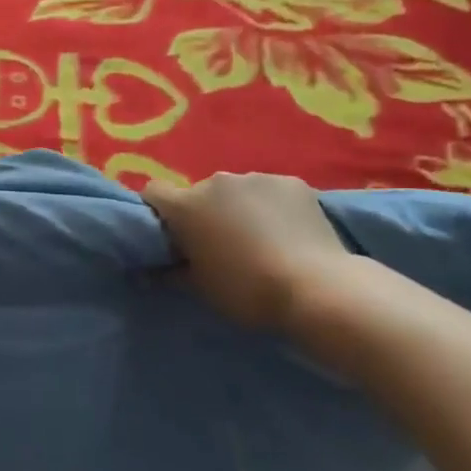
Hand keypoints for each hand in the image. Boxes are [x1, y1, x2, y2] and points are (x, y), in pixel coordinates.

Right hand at [142, 172, 351, 328]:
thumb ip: (172, 272)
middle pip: (199, 193)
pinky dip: (273, 207)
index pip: (154, 192)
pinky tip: (289, 232)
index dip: (158, 211)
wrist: (317, 289)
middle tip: (222, 244)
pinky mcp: (293, 182)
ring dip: (240, 208)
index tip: (171, 234)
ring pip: (237, 191)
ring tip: (261, 239)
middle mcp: (216, 181)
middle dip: (205, 213)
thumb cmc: (247, 292)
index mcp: (186, 206)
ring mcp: (256, 178)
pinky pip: (271, 191)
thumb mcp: (201, 289)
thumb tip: (153, 269)